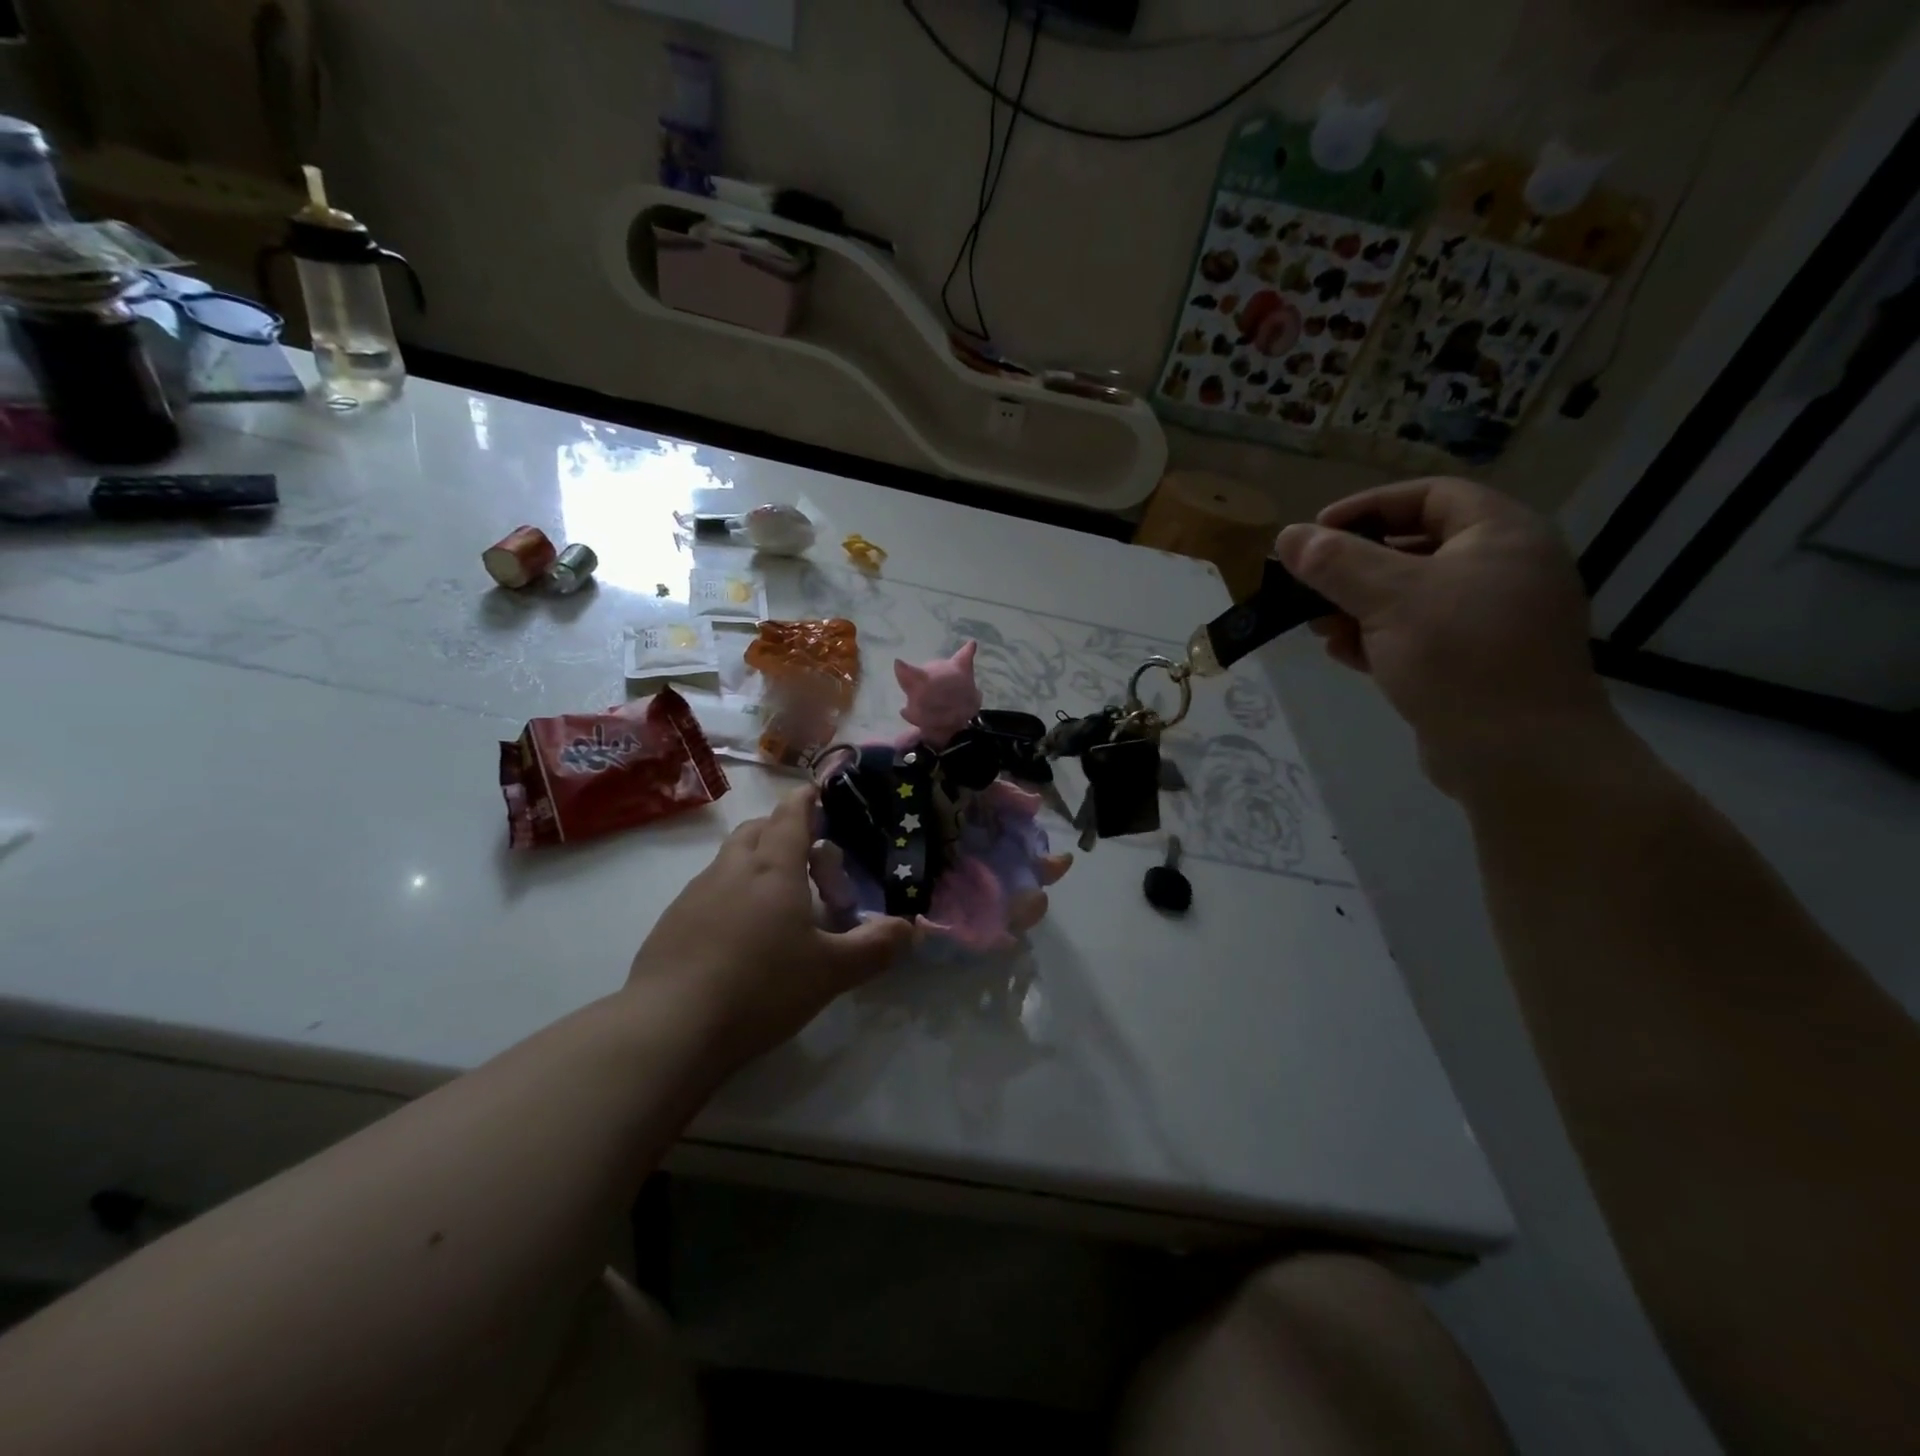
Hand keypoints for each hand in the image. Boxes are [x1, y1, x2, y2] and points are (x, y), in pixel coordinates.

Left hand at [628, 787, 912, 1065]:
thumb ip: (875, 947)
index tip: (818, 793)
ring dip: (756, 863)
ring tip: (778, 902)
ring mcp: (695, 894)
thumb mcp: (831, 972)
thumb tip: (911, 928)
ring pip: (730, 859)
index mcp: (774, 868)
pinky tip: (738, 936)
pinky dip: (730, 894)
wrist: (670, 1027)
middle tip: (809, 861)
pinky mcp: (671, 922)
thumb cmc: (761, 987)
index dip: (807, 800)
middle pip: (757, 829)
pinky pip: (708, 891)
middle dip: (783, 831)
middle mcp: (732, 869)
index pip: (791, 815)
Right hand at [1275, 477, 1613, 797]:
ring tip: (1317, 625)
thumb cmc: (1460, 657)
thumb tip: (1287, 536)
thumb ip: (1335, 563)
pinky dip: (1377, 638)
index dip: (1368, 506)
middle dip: (1354, 565)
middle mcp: (1504, 569)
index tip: (1317, 532)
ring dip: (1357, 606)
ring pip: (1411, 596)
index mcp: (1501, 536)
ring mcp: (1491, 620)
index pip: (1429, 496)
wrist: (1520, 756)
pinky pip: (1418, 634)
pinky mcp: (1475, 662)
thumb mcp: (1389, 599)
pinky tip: (1343, 654)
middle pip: (1415, 547)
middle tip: (1308, 583)